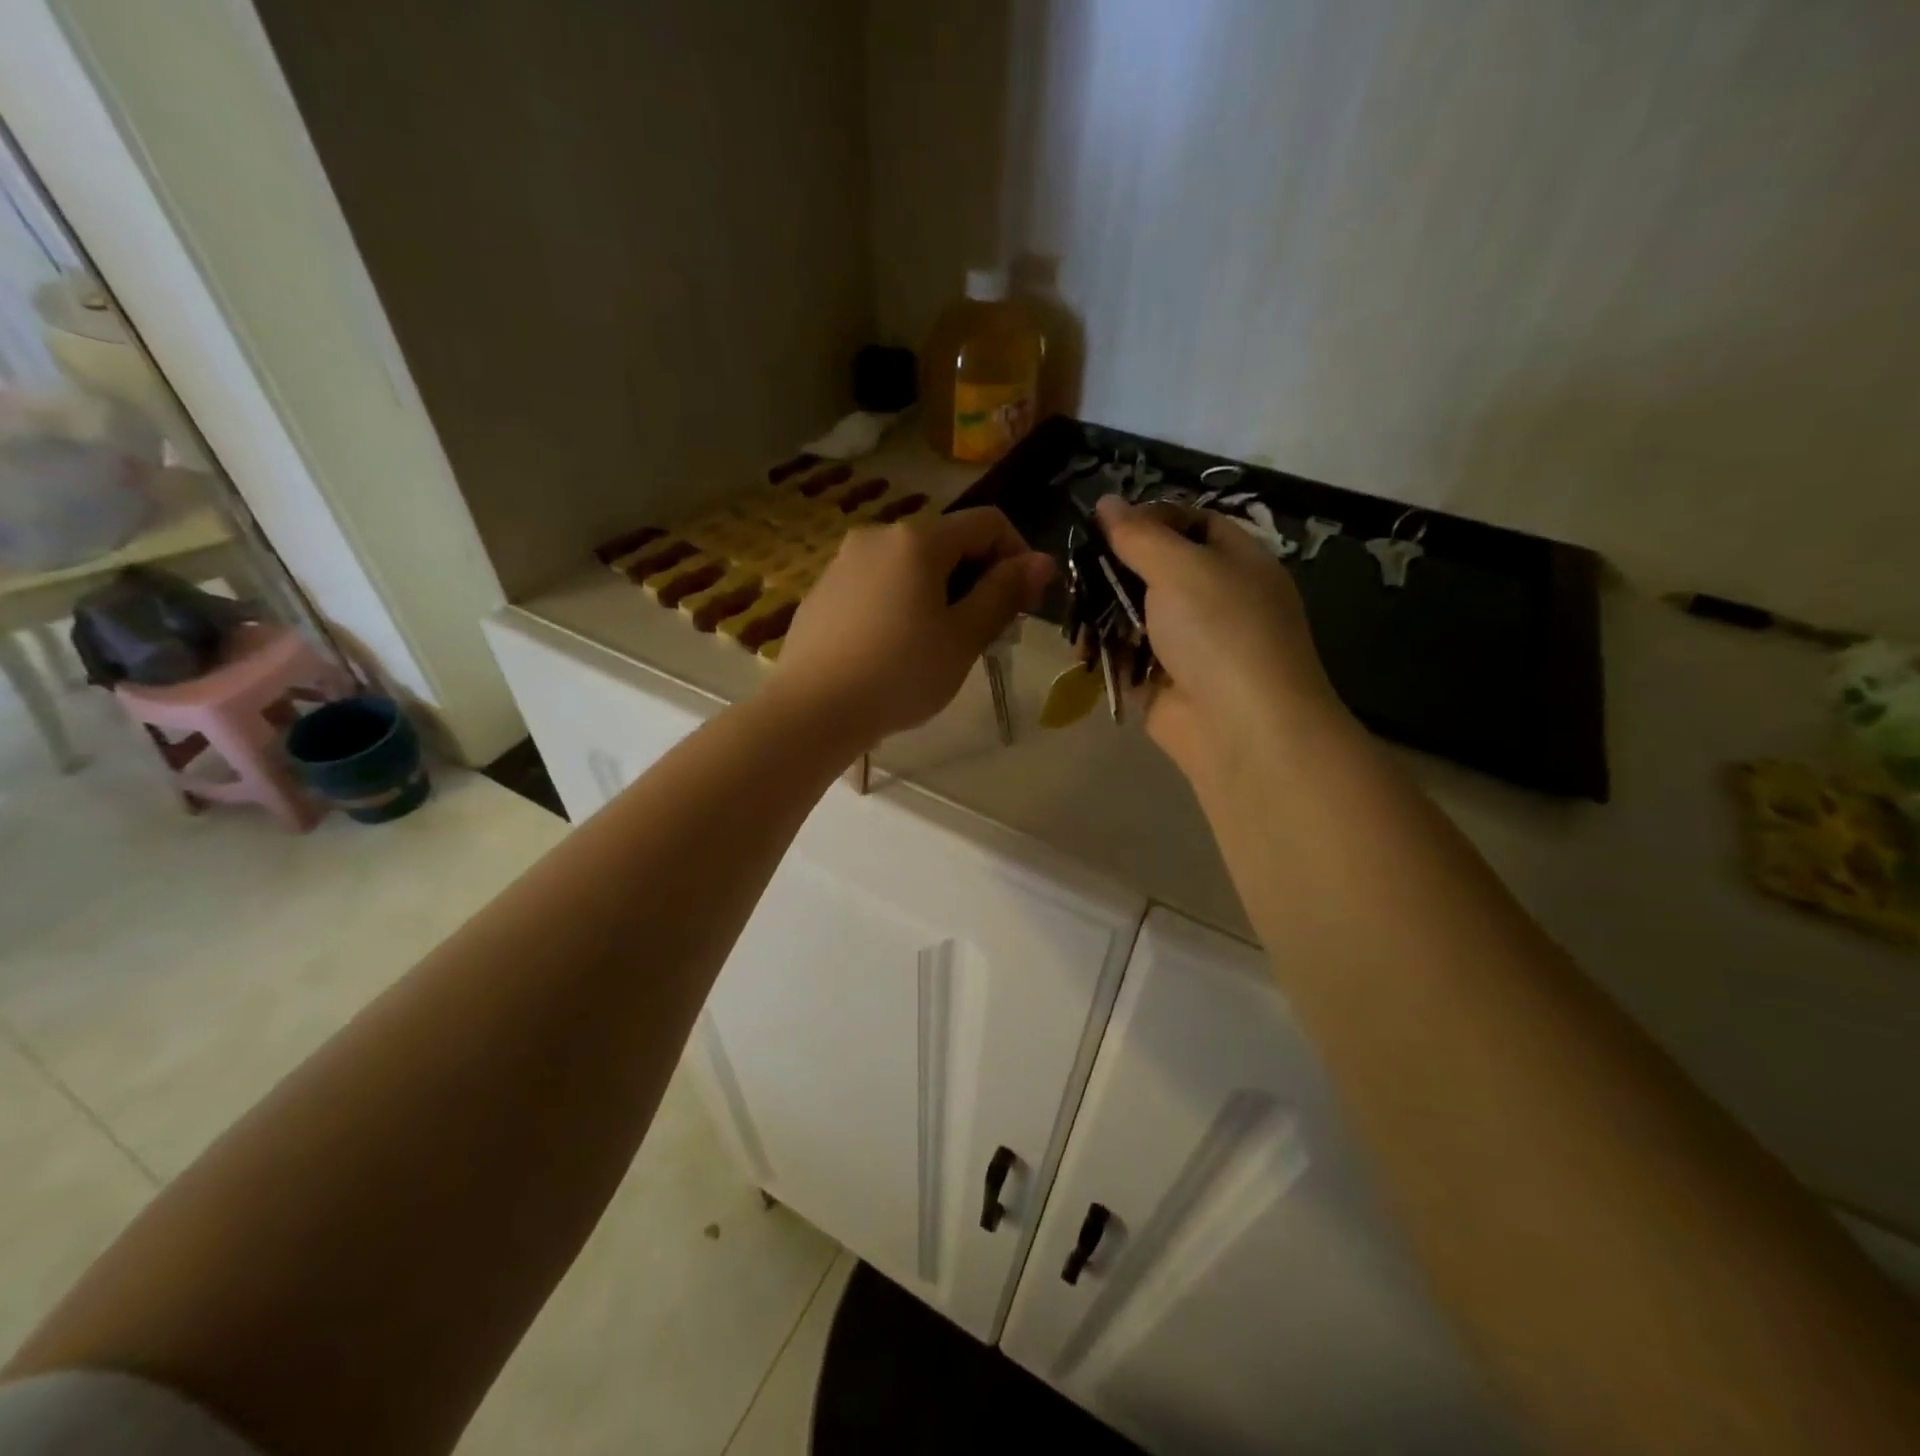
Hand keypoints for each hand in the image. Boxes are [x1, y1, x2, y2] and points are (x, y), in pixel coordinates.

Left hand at [772, 507, 1054, 747]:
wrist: (812, 710)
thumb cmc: (900, 674)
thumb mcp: (963, 638)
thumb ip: (1004, 593)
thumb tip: (1041, 561)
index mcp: (918, 539)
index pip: (988, 523)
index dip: (1018, 556)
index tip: (1024, 604)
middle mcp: (877, 536)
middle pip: (947, 543)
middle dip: (977, 578)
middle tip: (986, 633)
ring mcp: (844, 562)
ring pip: (910, 566)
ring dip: (940, 593)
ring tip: (940, 645)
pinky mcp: (823, 591)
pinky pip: (877, 585)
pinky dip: (901, 604)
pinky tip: (895, 649)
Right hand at [1096, 495, 1348, 786]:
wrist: (1241, 728)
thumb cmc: (1220, 632)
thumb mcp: (1181, 568)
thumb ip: (1139, 536)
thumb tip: (1107, 502)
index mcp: (1236, 561)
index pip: (1192, 523)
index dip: (1150, 518)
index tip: (1106, 525)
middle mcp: (1215, 599)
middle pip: (1156, 570)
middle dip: (1115, 571)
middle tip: (1077, 570)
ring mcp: (1190, 645)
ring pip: (1137, 616)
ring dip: (1103, 615)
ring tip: (1074, 616)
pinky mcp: (1166, 683)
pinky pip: (1130, 658)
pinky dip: (1106, 654)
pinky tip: (1080, 651)